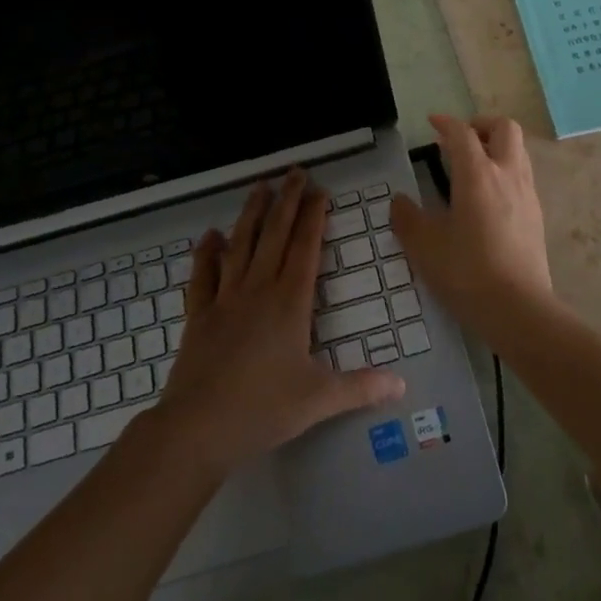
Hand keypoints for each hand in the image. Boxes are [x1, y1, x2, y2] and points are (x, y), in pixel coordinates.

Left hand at [155, 169, 404, 473]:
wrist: (197, 428)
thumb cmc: (263, 409)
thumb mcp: (319, 400)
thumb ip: (361, 387)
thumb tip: (402, 386)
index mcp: (290, 303)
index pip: (305, 248)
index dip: (313, 217)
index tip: (319, 191)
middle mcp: (258, 289)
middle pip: (275, 235)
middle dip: (287, 201)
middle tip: (294, 172)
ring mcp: (225, 299)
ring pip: (240, 245)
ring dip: (251, 214)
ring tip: (260, 186)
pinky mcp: (199, 314)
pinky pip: (203, 275)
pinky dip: (206, 253)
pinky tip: (209, 235)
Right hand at [390, 114, 553, 345]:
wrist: (519, 309)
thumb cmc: (467, 272)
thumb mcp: (424, 246)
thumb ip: (407, 219)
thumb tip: (400, 202)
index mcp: (477, 174)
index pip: (462, 133)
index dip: (446, 123)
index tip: (433, 123)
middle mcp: (507, 174)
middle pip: (504, 128)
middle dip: (481, 125)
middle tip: (460, 140)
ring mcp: (527, 194)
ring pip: (518, 151)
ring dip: (496, 147)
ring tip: (473, 167)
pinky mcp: (537, 216)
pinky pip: (523, 177)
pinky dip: (505, 172)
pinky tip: (489, 198)